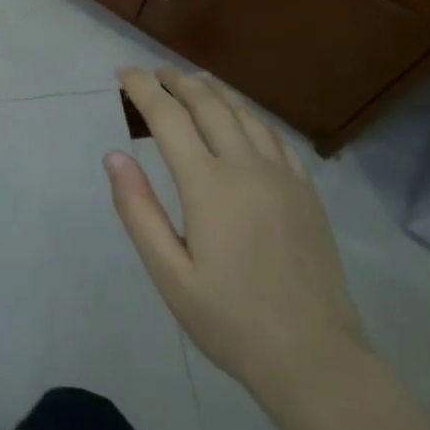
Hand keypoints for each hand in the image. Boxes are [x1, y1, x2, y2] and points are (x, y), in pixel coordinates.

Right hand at [107, 65, 369, 403]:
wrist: (315, 357)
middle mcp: (247, 167)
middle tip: (154, 72)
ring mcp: (282, 176)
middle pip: (208, 104)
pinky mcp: (306, 191)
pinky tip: (241, 118)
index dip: (143, 89)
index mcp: (208, 185)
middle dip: (177, 81)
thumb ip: (138, 210)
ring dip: (213, 91)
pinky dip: (248, 114)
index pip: (168, 117)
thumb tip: (114, 156)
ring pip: (244, 113)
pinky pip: (273, 135)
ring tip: (192, 82)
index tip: (123, 72)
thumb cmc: (230, 320)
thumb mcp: (169, 274)